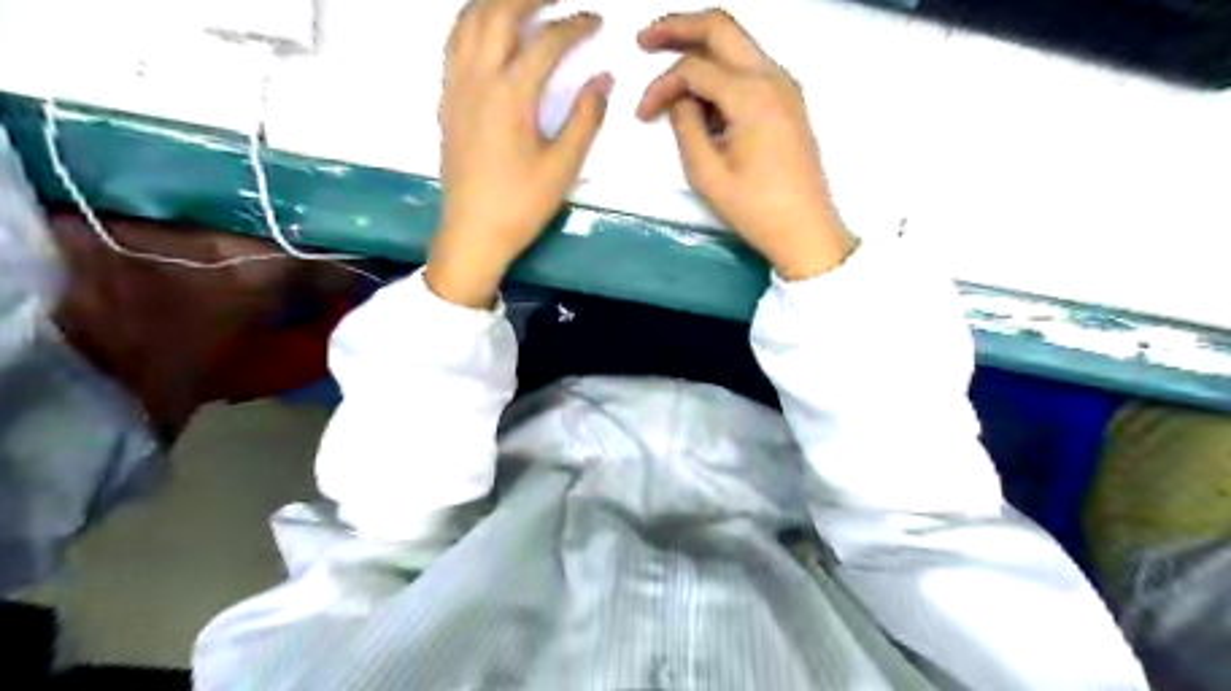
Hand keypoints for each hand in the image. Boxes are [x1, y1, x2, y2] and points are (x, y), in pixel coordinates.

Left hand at [429, 1, 611, 303]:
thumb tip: (603, 79)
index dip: (575, 26)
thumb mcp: (563, 166)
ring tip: (523, 1)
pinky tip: (489, 29)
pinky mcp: (446, 100)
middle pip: (499, 12)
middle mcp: (477, 79)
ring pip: (468, 20)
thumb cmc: (521, 204)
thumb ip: (586, 118)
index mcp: (511, 96)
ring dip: (497, 1)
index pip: (547, 42)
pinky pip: (454, 42)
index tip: (596, 21)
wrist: (473, 232)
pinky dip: (473, 21)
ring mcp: (455, 87)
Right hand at [635, 8, 857, 281]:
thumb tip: (680, 99)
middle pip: (721, 27)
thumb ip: (686, 125)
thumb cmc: (755, 208)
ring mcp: (785, 86)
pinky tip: (704, 102)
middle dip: (679, 27)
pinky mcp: (788, 101)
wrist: (806, 230)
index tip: (642, 115)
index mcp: (752, 94)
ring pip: (737, 45)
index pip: (694, 68)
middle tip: (645, 39)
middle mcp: (773, 76)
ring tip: (671, 78)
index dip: (660, 85)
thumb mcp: (707, 173)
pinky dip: (722, 74)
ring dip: (702, 51)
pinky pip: (750, 70)